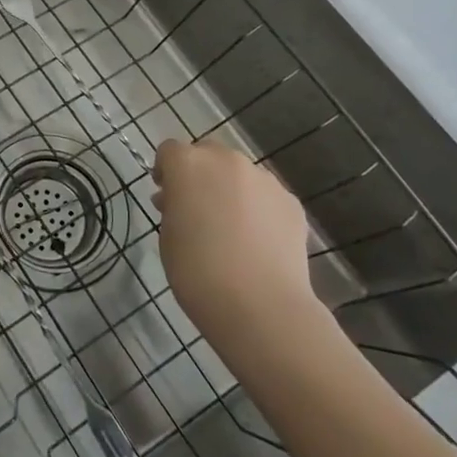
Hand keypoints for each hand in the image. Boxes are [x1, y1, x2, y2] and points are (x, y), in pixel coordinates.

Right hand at [153, 139, 319, 354]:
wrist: (259, 304)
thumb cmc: (196, 270)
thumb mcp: (168, 234)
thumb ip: (173, 207)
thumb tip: (181, 201)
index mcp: (187, 164)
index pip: (169, 151)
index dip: (165, 171)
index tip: (165, 197)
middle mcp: (226, 160)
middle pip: (208, 154)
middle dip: (200, 174)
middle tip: (197, 209)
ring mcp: (263, 179)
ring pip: (240, 173)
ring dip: (230, 189)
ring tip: (231, 228)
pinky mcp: (291, 202)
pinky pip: (266, 196)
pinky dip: (258, 208)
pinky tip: (257, 240)